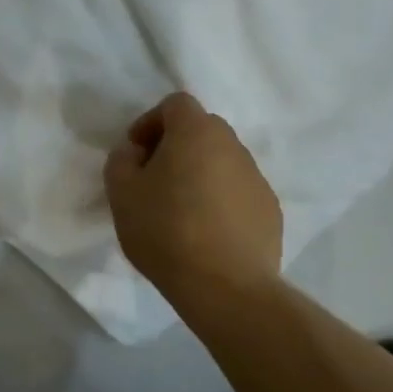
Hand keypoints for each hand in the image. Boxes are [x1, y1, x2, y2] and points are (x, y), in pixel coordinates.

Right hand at [104, 93, 282, 295]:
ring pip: (221, 162)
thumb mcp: (122, 193)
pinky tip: (207, 233)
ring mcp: (257, 177)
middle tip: (154, 180)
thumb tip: (135, 152)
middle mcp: (232, 145)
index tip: (136, 154)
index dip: (150, 122)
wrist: (226, 287)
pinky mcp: (270, 210)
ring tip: (181, 211)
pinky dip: (221, 201)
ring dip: (200, 174)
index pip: (175, 104)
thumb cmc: (166, 231)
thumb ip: (121, 159)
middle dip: (175, 147)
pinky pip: (239, 192)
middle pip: (201, 130)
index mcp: (196, 132)